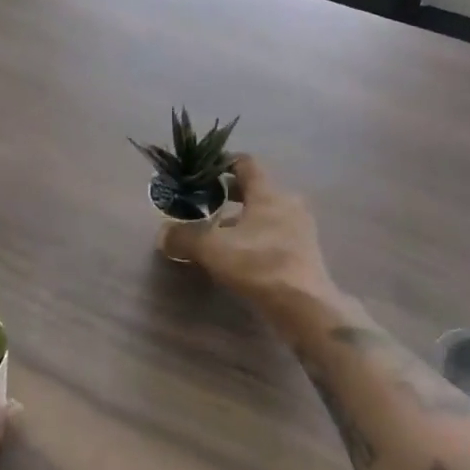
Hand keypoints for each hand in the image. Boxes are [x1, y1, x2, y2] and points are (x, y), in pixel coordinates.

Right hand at [161, 156, 330, 305]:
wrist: (306, 306)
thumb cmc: (260, 265)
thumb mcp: (214, 250)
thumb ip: (185, 238)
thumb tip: (163, 234)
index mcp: (268, 192)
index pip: (246, 163)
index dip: (223, 163)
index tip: (203, 173)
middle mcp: (288, 202)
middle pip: (256, 188)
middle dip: (230, 193)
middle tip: (206, 203)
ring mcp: (301, 227)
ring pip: (266, 212)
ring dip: (244, 218)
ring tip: (220, 233)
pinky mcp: (306, 250)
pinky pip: (276, 233)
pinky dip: (258, 236)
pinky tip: (242, 255)